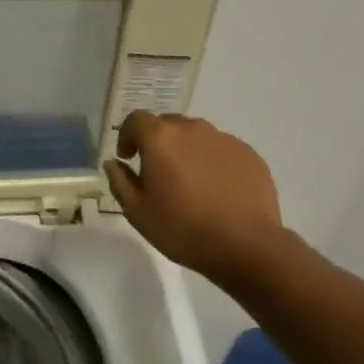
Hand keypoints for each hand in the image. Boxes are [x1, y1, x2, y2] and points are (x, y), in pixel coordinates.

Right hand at [104, 111, 281, 285]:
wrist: (244, 244)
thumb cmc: (182, 228)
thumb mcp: (137, 211)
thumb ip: (120, 181)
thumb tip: (114, 163)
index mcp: (161, 138)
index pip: (137, 119)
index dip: (128, 135)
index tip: (128, 157)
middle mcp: (193, 129)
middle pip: (168, 124)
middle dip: (158, 142)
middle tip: (158, 172)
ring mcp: (225, 140)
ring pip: (197, 136)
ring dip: (186, 151)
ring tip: (190, 182)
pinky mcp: (249, 154)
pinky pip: (222, 150)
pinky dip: (212, 161)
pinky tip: (216, 190)